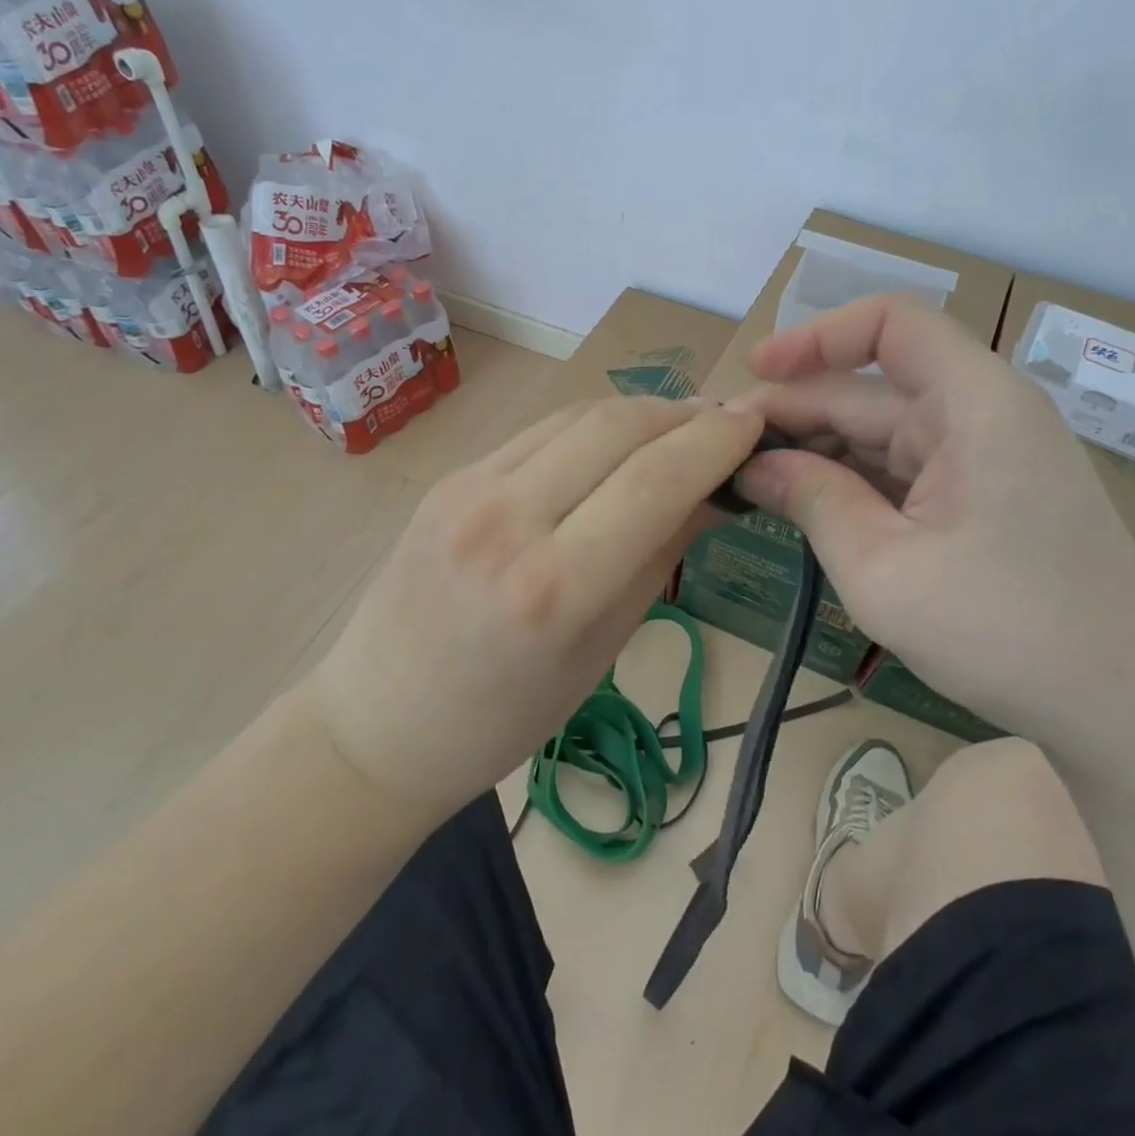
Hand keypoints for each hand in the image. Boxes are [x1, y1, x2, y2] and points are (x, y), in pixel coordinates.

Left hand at [301, 395, 763, 823]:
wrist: (379, 723)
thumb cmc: (504, 718)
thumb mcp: (601, 650)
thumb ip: (660, 557)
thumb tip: (712, 491)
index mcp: (554, 589)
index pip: (657, 480)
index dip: (717, 442)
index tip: (755, 428)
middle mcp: (508, 521)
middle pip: (618, 426)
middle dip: (684, 414)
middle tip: (723, 425)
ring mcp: (469, 490)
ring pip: (578, 415)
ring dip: (640, 412)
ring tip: (678, 427)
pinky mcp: (450, 478)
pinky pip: (539, 433)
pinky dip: (591, 427)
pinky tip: (615, 443)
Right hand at [733, 295, 1134, 760]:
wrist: (1128, 710)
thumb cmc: (1006, 633)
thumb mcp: (883, 569)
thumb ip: (812, 499)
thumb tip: (751, 461)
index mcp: (975, 404)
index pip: (890, 324)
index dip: (816, 336)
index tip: (756, 373)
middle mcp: (984, 413)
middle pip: (871, 389)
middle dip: (796, 413)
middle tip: (724, 453)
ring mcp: (987, 456)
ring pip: (882, 432)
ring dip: (818, 453)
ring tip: (751, 483)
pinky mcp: (985, 495)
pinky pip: (904, 469)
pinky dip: (853, 483)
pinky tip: (807, 508)